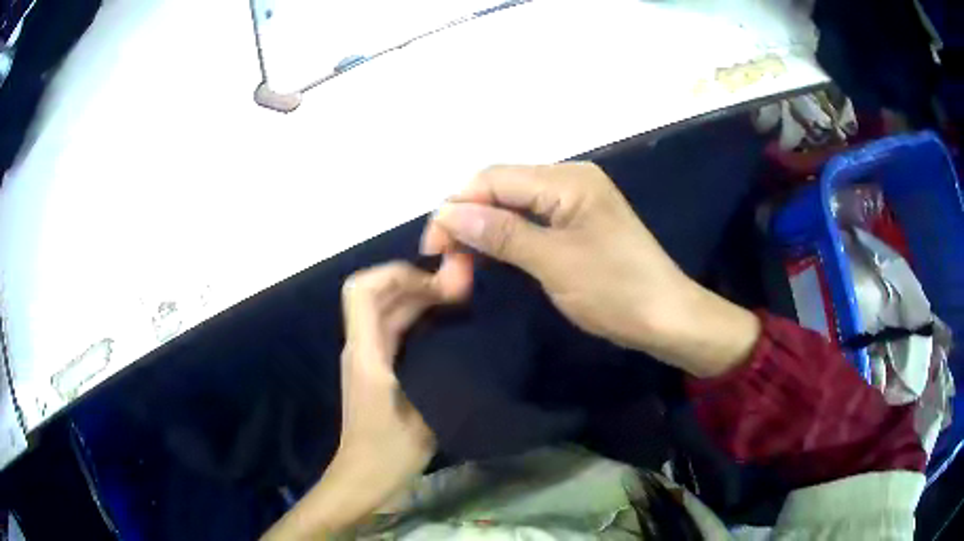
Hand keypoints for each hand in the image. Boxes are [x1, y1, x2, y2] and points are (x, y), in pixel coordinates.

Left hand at [262, 262, 467, 539]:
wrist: (363, 479)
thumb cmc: (390, 453)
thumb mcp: (425, 416)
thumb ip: (445, 372)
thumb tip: (471, 333)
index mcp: (366, 353)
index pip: (362, 290)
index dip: (396, 273)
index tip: (438, 284)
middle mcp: (360, 347)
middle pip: (377, 293)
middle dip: (416, 282)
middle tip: (461, 292)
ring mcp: (366, 356)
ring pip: (386, 309)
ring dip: (419, 298)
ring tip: (459, 303)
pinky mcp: (375, 367)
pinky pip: (393, 327)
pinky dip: (418, 317)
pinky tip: (447, 327)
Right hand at [422, 163, 759, 376]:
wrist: (667, 318)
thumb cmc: (616, 290)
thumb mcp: (555, 262)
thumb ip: (501, 233)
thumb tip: (448, 213)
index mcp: (567, 179)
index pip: (494, 179)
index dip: (456, 207)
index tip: (432, 248)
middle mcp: (569, 179)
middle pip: (501, 188)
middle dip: (468, 219)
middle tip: (447, 262)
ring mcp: (574, 201)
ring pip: (512, 205)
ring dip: (483, 230)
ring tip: (461, 262)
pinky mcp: (577, 223)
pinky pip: (530, 220)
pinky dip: (506, 237)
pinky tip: (490, 255)